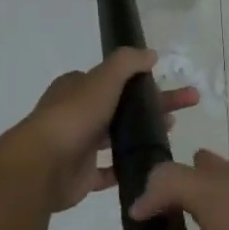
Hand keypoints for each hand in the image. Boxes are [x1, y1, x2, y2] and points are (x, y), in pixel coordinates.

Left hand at [7, 48, 201, 212]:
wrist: (43, 164)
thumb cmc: (74, 116)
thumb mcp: (103, 79)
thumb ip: (127, 63)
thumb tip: (150, 54)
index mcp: (77, 89)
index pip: (112, 81)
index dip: (140, 82)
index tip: (166, 86)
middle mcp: (77, 114)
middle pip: (120, 108)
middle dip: (152, 108)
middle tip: (185, 109)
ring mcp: (79, 146)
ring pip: (116, 139)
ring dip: (142, 136)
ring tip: (170, 135)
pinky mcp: (82, 175)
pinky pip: (109, 172)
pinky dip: (128, 168)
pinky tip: (151, 166)